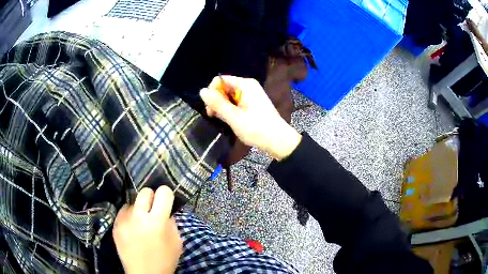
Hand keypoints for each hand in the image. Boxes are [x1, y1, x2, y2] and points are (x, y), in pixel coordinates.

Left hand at [113, 186, 182, 273]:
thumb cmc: (165, 260)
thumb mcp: (176, 242)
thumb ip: (171, 222)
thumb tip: (166, 210)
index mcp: (157, 222)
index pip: (163, 192)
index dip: (166, 194)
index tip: (165, 200)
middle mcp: (138, 217)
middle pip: (144, 191)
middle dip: (151, 197)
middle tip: (152, 209)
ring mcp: (124, 220)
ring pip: (132, 202)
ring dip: (138, 209)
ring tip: (140, 222)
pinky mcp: (115, 225)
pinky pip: (123, 212)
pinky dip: (129, 217)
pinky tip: (132, 228)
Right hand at [200, 76, 300, 160]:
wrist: (278, 140)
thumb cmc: (256, 128)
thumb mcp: (234, 117)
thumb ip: (217, 103)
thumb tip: (201, 91)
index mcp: (245, 84)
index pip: (220, 80)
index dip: (212, 93)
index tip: (211, 109)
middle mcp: (248, 86)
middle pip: (224, 87)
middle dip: (217, 101)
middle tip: (215, 116)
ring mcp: (251, 94)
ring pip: (229, 96)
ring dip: (223, 107)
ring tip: (224, 120)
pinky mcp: (253, 103)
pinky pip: (236, 101)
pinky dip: (231, 109)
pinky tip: (231, 120)